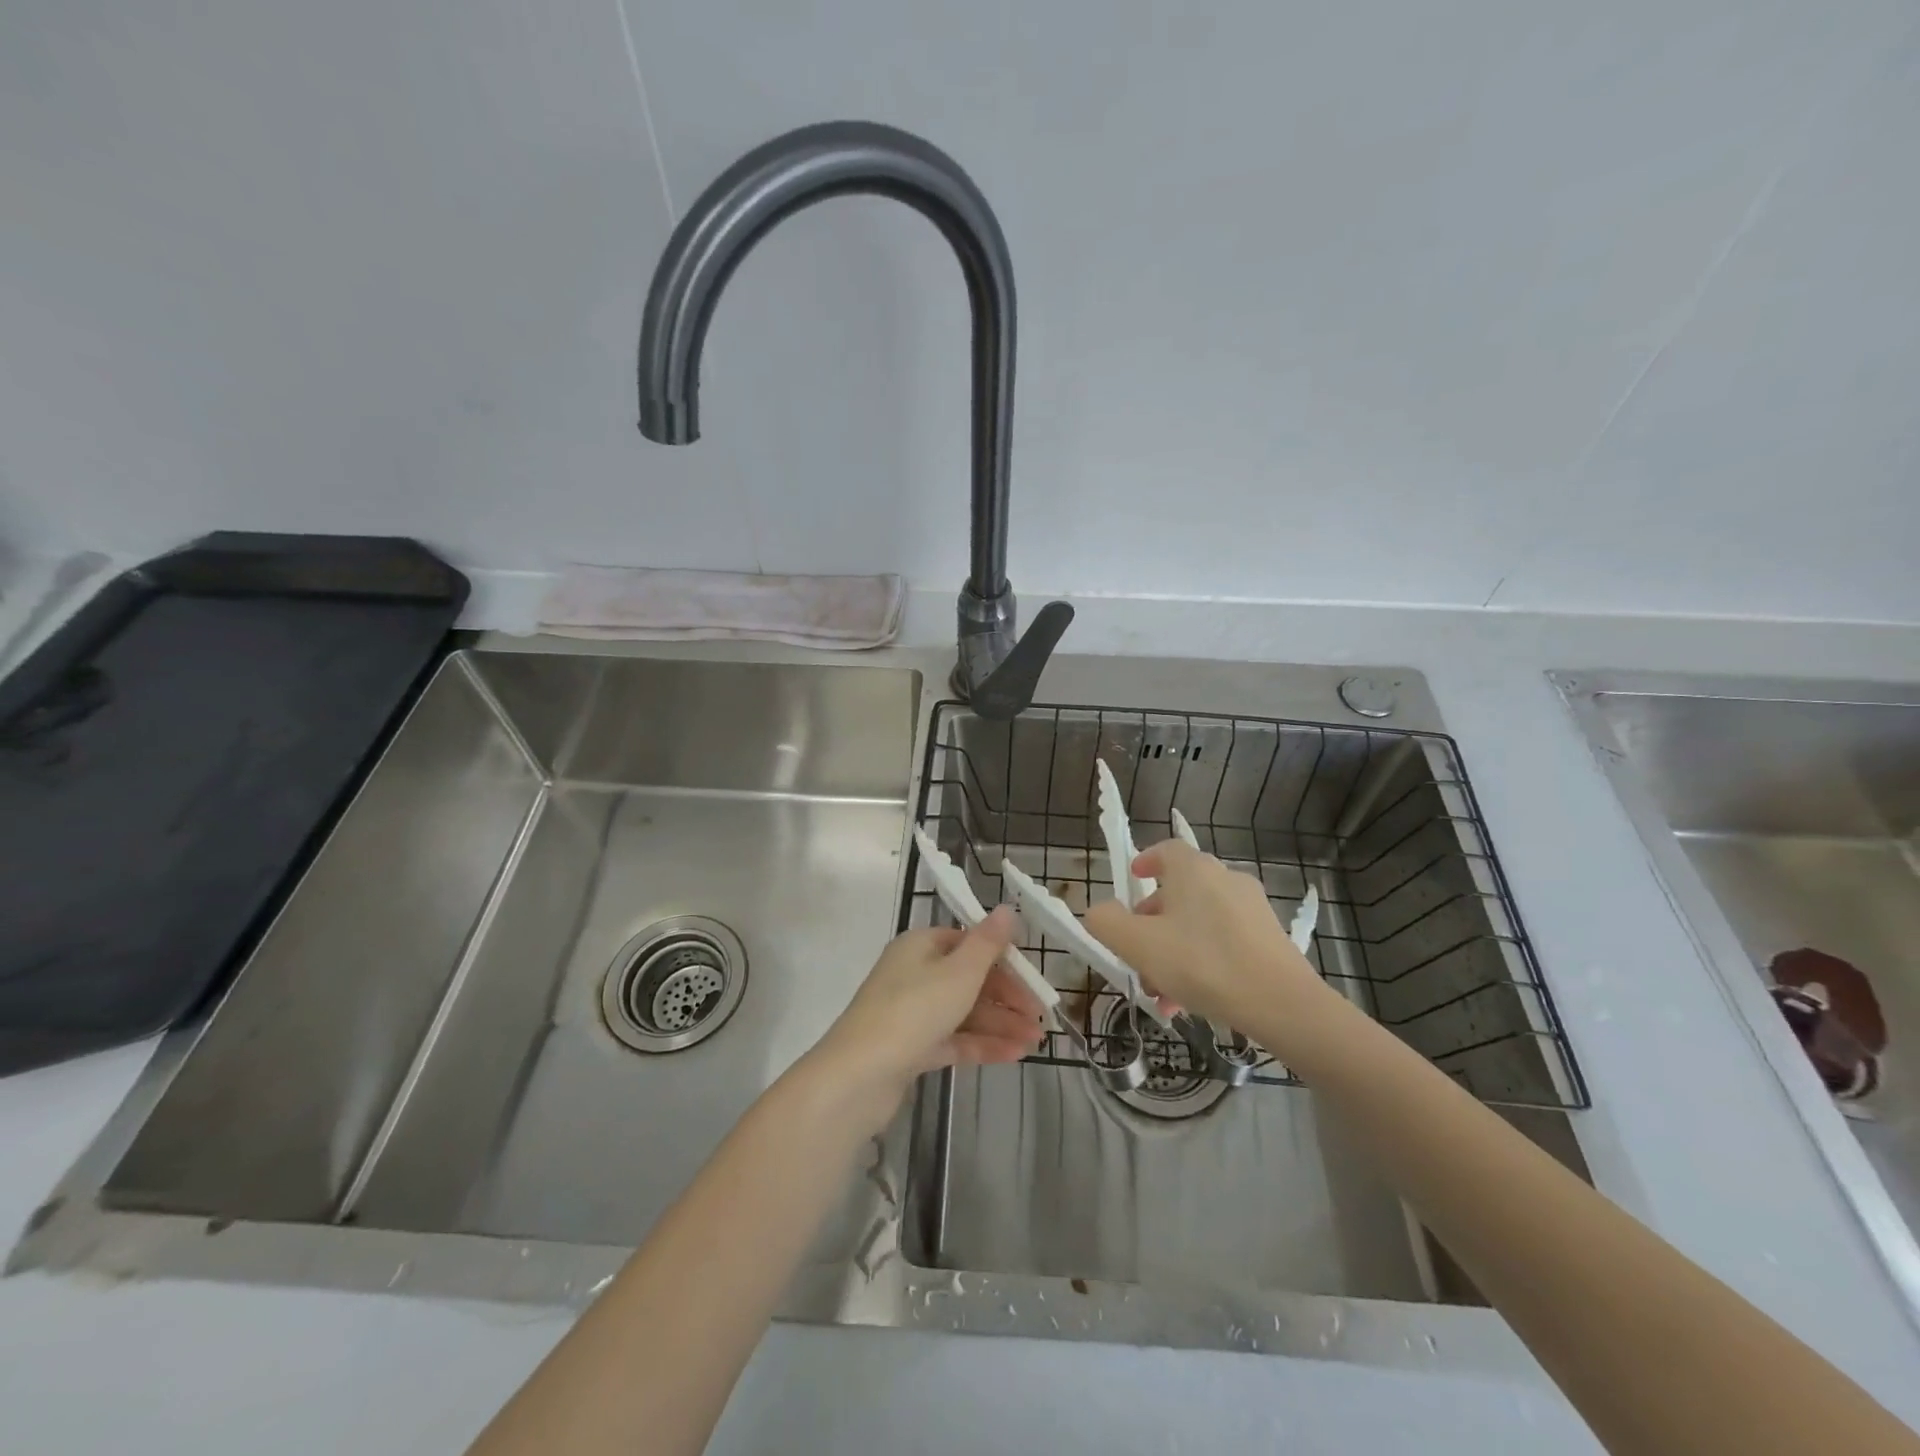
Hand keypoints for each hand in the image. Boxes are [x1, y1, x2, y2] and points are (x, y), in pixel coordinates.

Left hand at [812, 907, 1044, 1114]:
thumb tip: (1007, 908)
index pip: (970, 944)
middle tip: (1040, 1020)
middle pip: (969, 979)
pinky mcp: (909, 1047)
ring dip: (1000, 1024)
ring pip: (963, 1012)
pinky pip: (952, 1039)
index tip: (1034, 982)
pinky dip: (982, 1044)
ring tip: (1035, 1043)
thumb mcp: (959, 972)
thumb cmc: (913, 1011)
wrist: (858, 1076)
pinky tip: (1013, 1056)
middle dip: (1007, 998)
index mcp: (921, 946)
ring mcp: (910, 1012)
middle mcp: (914, 973)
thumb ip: (988, 943)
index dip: (1004, 961)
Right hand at [1084, 838, 1324, 1032]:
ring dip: (1174, 949)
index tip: (1133, 880)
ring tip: (1162, 992)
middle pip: (1179, 892)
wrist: (1282, 1004)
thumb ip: (1107, 922)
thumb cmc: (1202, 964)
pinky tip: (1192, 1000)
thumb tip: (1100, 910)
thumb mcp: (1137, 945)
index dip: (1144, 862)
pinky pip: (1224, 941)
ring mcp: (1252, 908)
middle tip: (1137, 954)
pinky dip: (1203, 960)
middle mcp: (1225, 878)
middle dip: (1152, 924)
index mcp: (1193, 870)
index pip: (1165, 850)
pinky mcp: (1270, 937)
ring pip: (1199, 922)